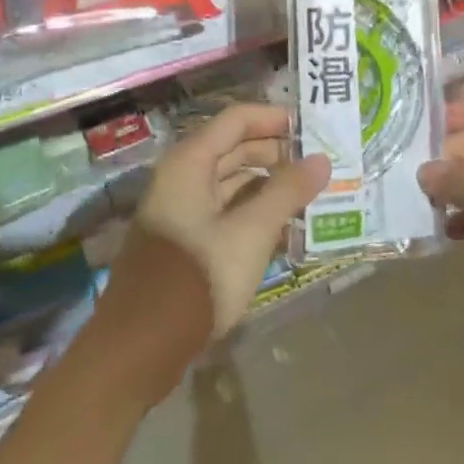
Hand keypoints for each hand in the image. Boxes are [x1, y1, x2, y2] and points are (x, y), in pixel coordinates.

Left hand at [97, 105, 329, 395]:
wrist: (142, 345)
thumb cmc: (198, 278)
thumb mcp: (251, 232)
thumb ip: (287, 192)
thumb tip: (321, 160)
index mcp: (189, 163)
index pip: (237, 119)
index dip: (274, 119)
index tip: (313, 128)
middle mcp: (182, 177)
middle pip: (234, 148)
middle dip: (277, 153)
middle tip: (319, 164)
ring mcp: (181, 209)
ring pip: (231, 181)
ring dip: (268, 184)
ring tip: (310, 193)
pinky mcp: (186, 239)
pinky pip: (225, 209)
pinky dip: (254, 210)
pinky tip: (286, 225)